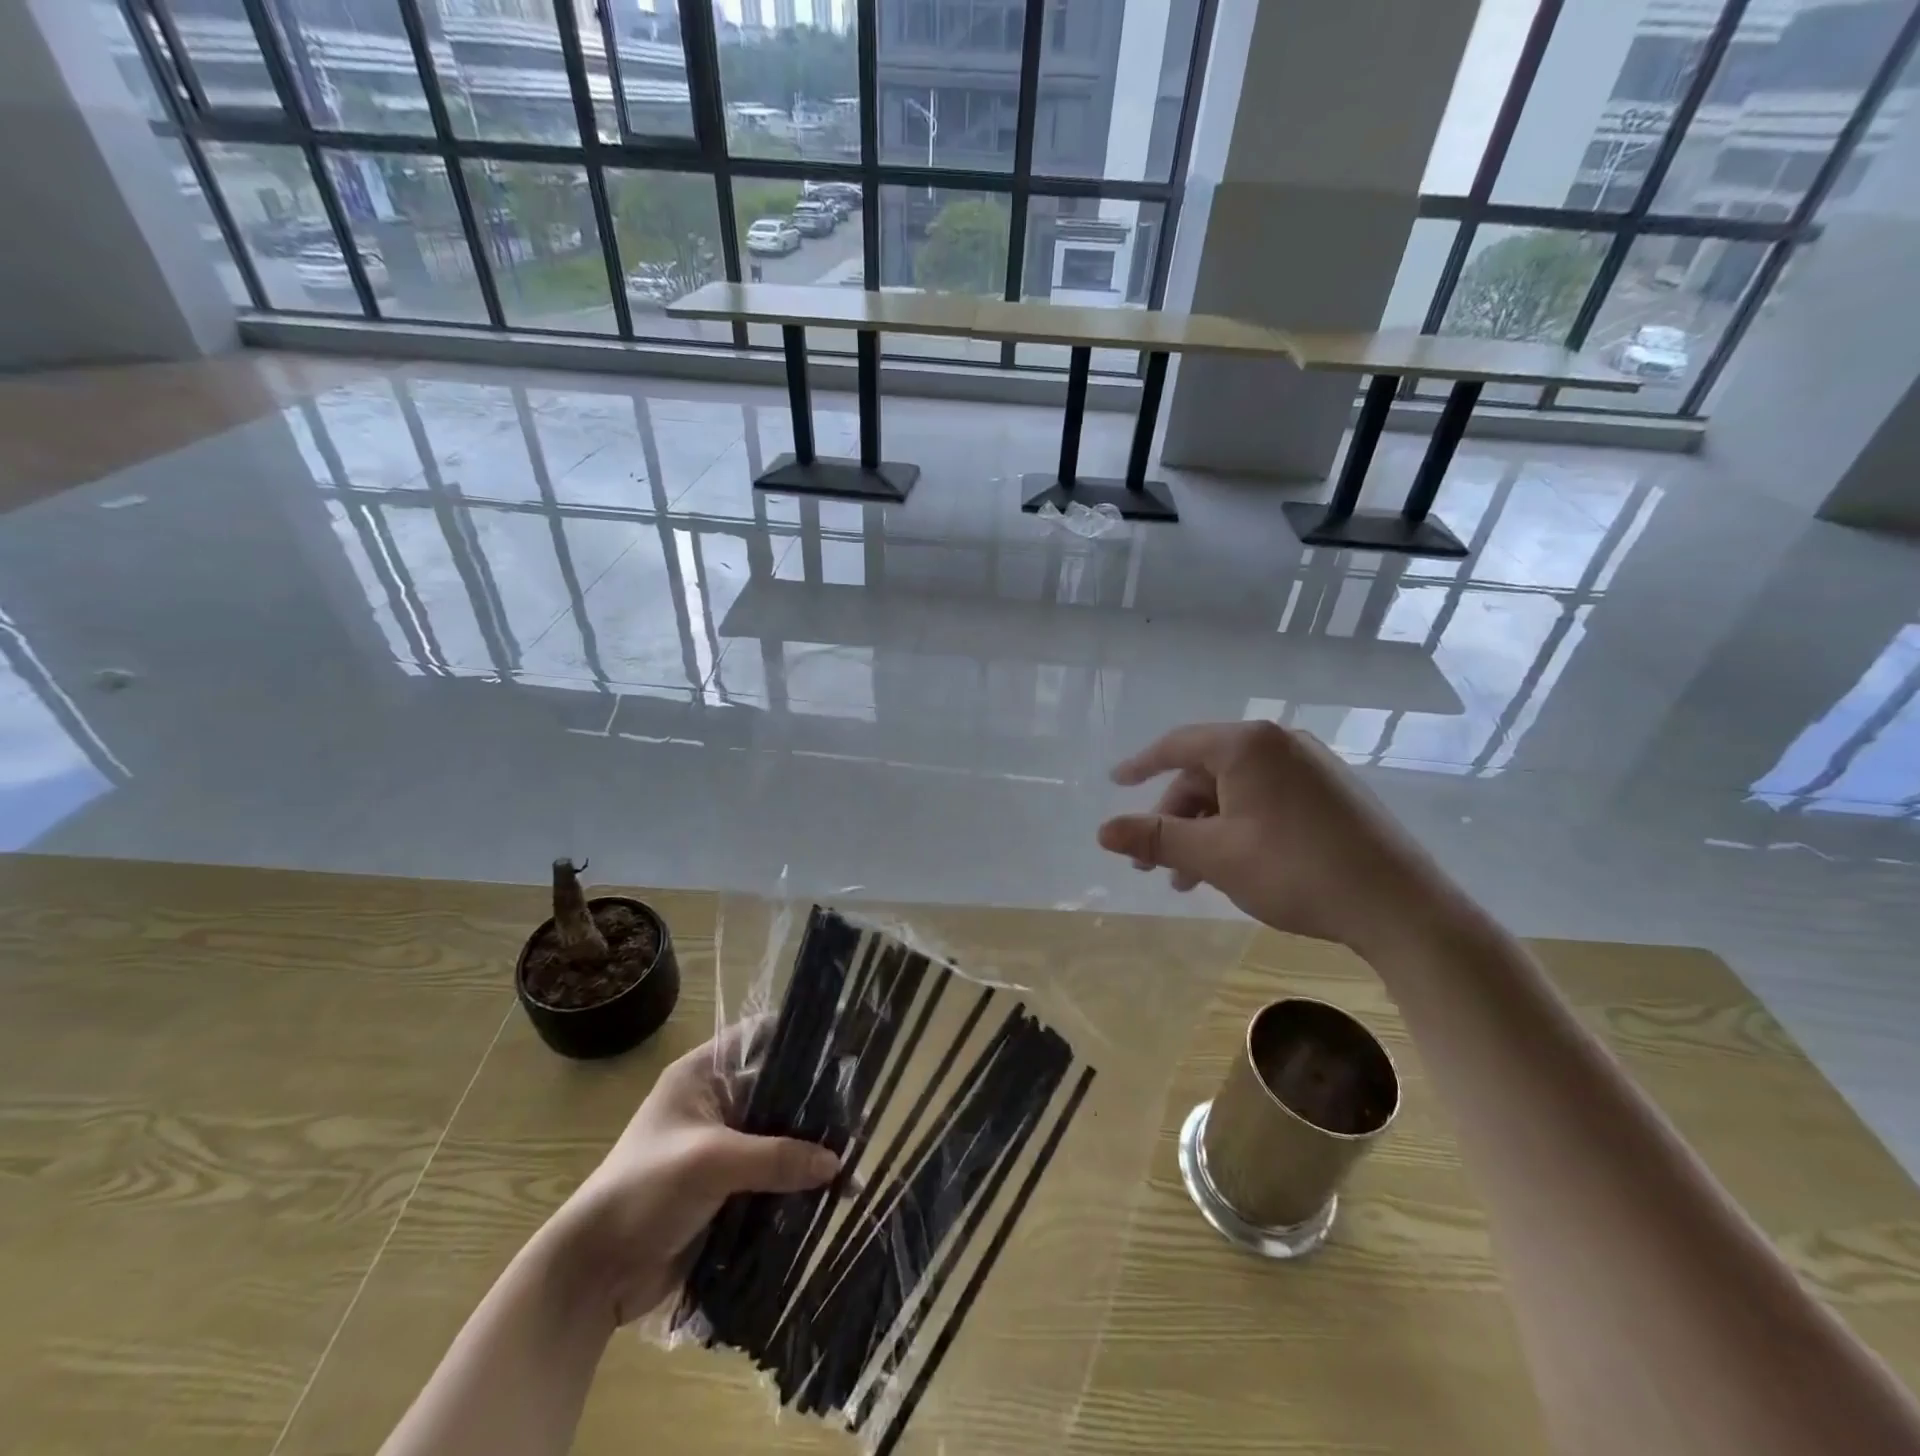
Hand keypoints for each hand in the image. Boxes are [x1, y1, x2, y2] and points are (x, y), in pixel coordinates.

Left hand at [554, 1027, 838, 1326]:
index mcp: (702, 1074)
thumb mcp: (710, 1163)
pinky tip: (833, 1190)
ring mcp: (723, 1145)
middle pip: (776, 1089)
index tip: (844, 1047)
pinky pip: (773, 1172)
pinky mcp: (728, 1186)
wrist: (592, 1274)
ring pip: (779, 1134)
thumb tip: (837, 1163)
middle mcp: (716, 1102)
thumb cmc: (643, 1192)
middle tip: (862, 1111)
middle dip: (815, 1103)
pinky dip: (798, 1180)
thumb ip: (775, 1157)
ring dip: (810, 1147)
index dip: (798, 1039)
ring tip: (856, 1155)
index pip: (759, 1038)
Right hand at [1097, 721, 1465, 954]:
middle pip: (1206, 772)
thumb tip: (1101, 831)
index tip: (1115, 783)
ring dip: (1205, 829)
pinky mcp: (1333, 792)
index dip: (1140, 765)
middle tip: (1154, 863)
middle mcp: (1280, 743)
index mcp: (1248, 745)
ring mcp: (1312, 766)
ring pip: (1236, 790)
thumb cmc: (1295, 871)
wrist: (1400, 906)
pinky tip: (1234, 866)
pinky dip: (1238, 827)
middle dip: (1175, 817)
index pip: (1177, 745)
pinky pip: (1267, 799)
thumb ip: (1154, 839)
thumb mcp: (1213, 855)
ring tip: (1189, 879)